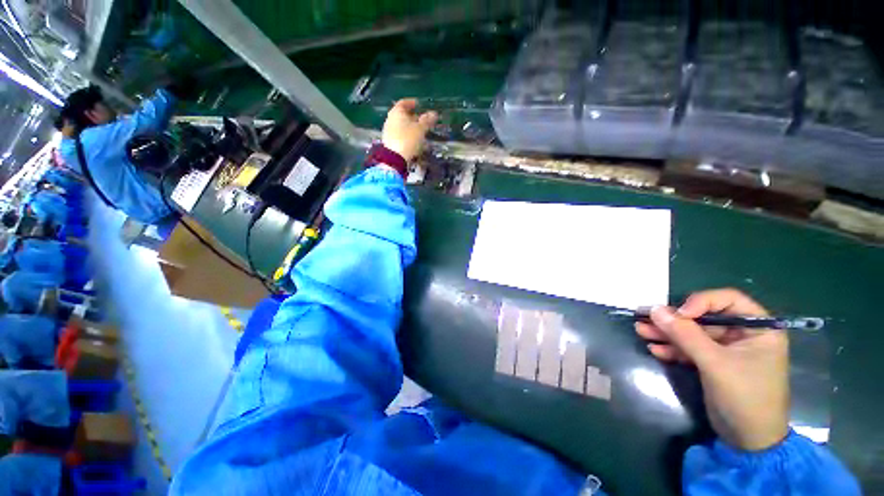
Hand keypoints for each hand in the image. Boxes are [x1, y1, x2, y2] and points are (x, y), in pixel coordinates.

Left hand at [382, 99, 437, 161]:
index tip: (419, 105)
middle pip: (402, 115)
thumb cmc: (408, 139)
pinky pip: (400, 136)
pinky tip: (415, 143)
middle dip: (413, 117)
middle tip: (423, 121)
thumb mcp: (420, 129)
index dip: (412, 103)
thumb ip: (427, 121)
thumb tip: (434, 113)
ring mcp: (389, 132)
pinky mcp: (390, 142)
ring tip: (421, 133)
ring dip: (411, 128)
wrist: (394, 159)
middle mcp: (390, 120)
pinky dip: (408, 137)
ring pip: (402, 127)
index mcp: (397, 112)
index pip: (404, 103)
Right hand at [635, 288, 789, 450]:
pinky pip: (690, 349)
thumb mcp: (715, 364)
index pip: (727, 300)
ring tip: (641, 332)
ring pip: (693, 333)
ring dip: (667, 334)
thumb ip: (685, 335)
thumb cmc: (745, 398)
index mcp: (758, 329)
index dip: (700, 302)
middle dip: (674, 320)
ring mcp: (727, 349)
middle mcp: (743, 334)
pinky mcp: (713, 362)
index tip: (678, 314)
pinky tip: (655, 350)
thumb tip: (654, 309)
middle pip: (703, 317)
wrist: (748, 441)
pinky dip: (673, 349)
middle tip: (645, 318)